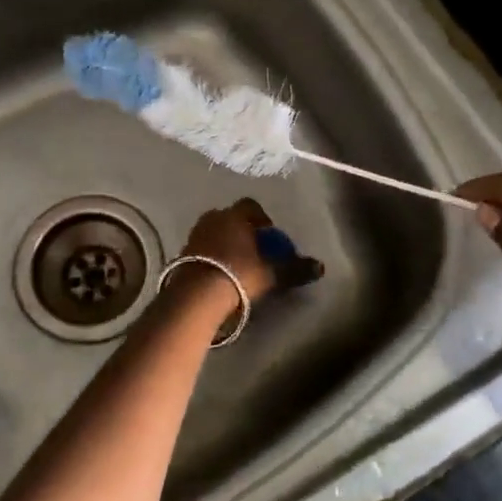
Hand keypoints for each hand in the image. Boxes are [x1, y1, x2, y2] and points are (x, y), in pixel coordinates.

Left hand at [175, 198, 323, 306]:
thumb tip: (320, 267)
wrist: (196, 295)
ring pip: (214, 232)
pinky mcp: (181, 252)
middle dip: (242, 231)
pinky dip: (211, 256)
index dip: (262, 219)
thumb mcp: (270, 274)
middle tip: (254, 252)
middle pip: (231, 218)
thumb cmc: (237, 275)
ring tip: (236, 264)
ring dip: (225, 243)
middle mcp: (212, 218)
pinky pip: (201, 248)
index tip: (270, 237)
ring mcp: (194, 234)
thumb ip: (294, 268)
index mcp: (234, 216)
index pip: (251, 206)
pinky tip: (218, 274)